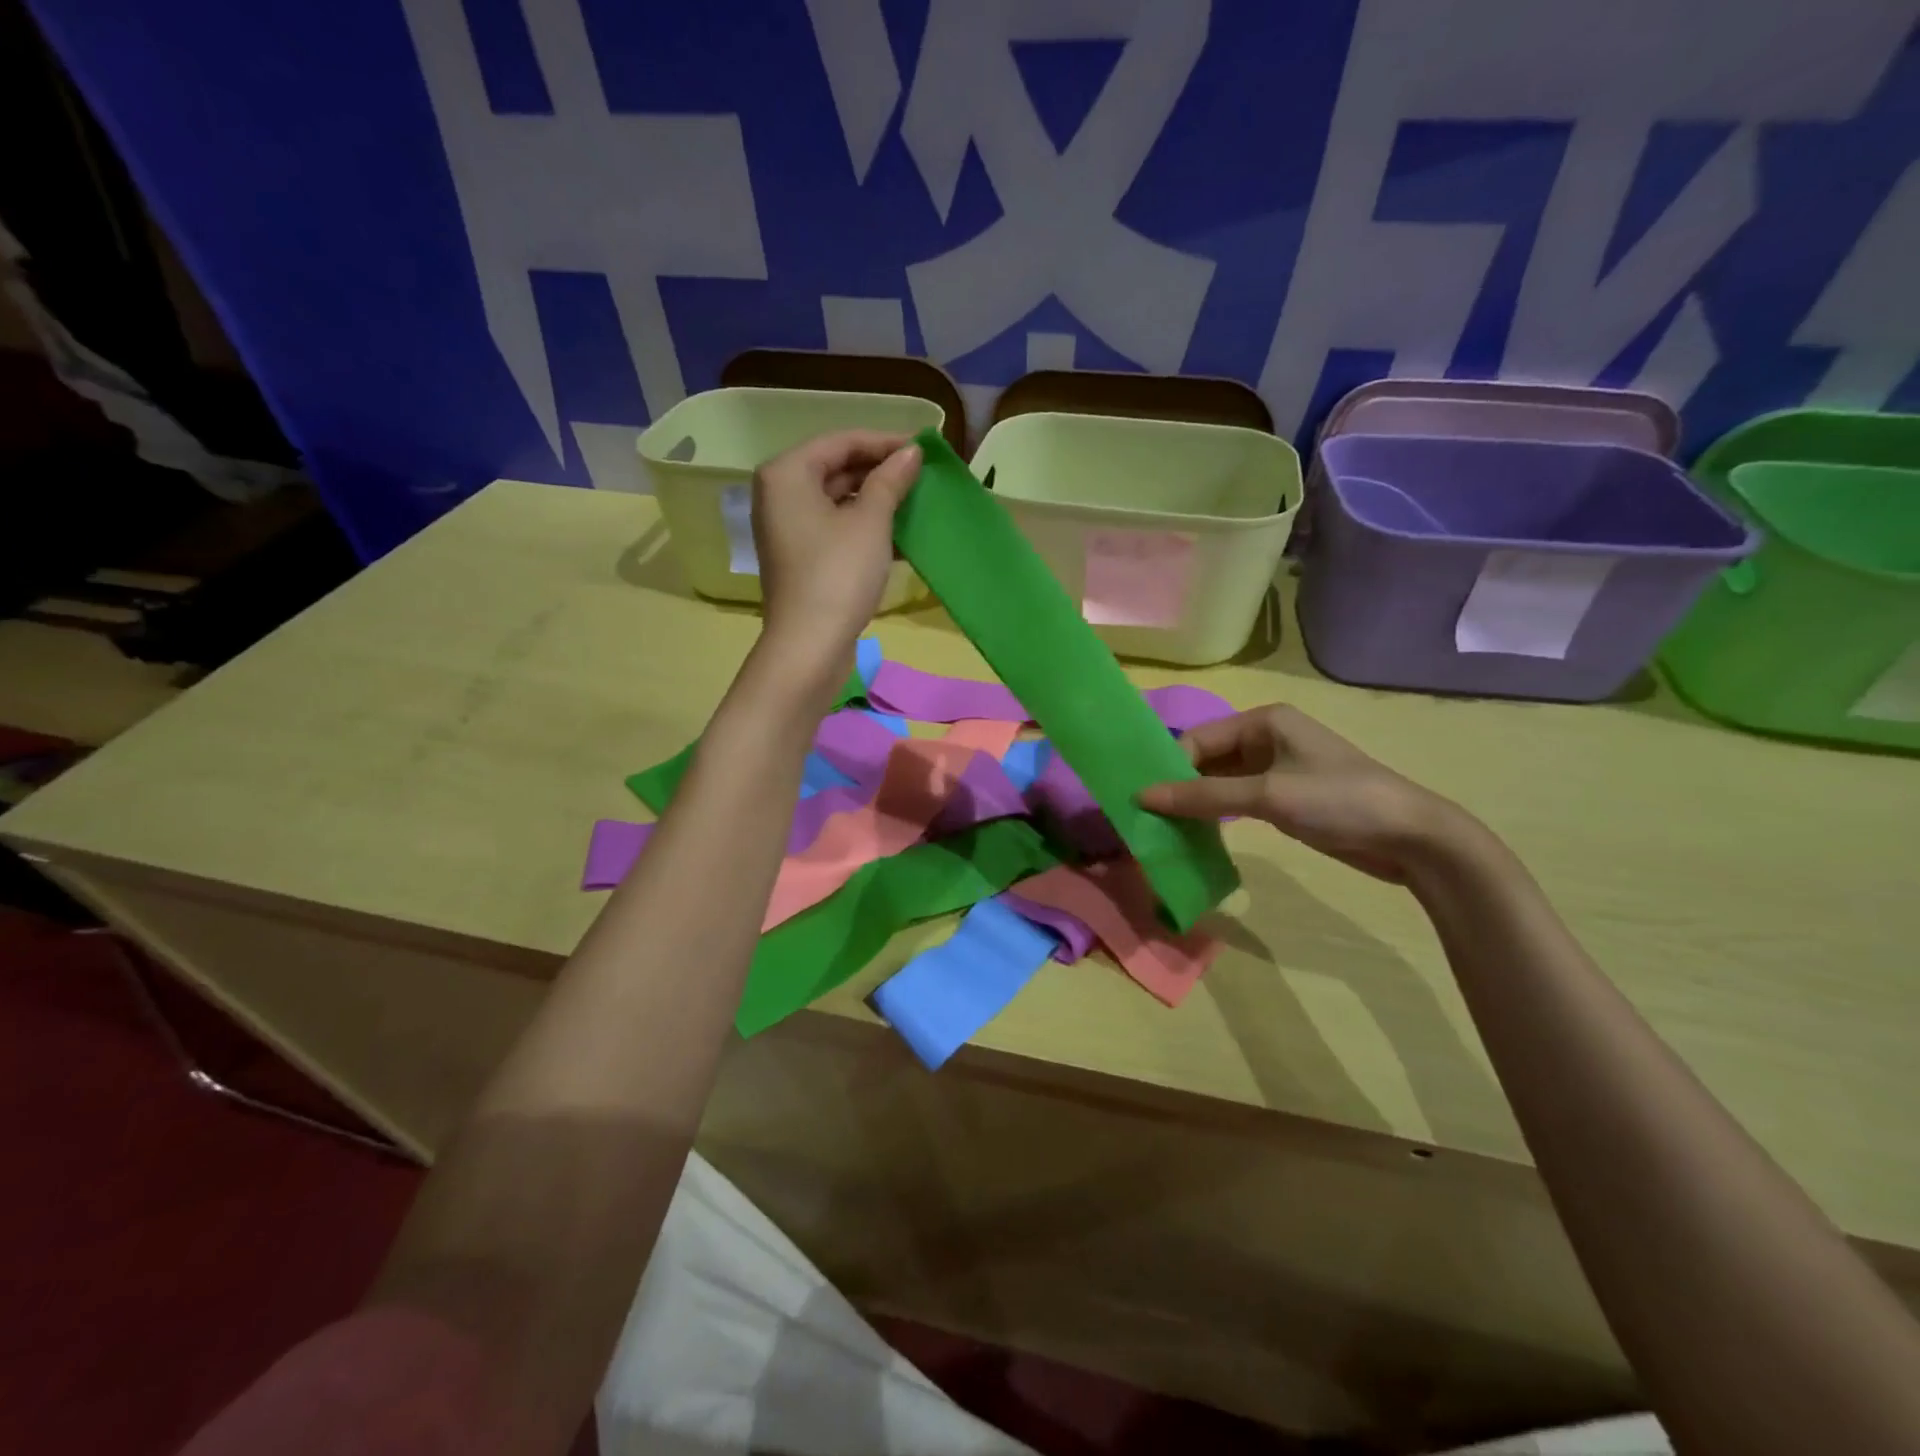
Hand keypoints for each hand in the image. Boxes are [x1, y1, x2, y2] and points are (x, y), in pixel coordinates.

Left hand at [750, 429, 921, 690]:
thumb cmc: (839, 574)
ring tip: (917, 503)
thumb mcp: (871, 521)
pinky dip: (864, 528)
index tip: (924, 448)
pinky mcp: (800, 558)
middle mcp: (779, 495)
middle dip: (880, 472)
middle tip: (923, 476)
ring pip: (838, 501)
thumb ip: (891, 480)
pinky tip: (901, 536)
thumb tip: (911, 452)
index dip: (884, 443)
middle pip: (836, 469)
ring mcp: (787, 529)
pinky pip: (835, 529)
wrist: (810, 645)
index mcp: (787, 473)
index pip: (841, 442)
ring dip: (877, 502)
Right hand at [1137, 704, 1481, 883]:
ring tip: (1162, 827)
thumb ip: (1203, 796)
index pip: (1198, 738)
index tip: (1142, 800)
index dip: (1169, 767)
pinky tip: (1194, 833)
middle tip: (1146, 816)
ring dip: (1194, 801)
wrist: (1411, 838)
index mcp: (1263, 721)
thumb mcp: (1267, 795)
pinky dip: (1215, 814)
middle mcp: (1266, 737)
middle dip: (1178, 784)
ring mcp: (1276, 768)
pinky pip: (1236, 799)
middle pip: (1206, 758)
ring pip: (1219, 780)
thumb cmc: (1338, 800)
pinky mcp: (1284, 797)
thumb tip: (1142, 797)